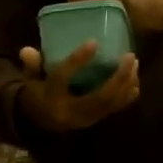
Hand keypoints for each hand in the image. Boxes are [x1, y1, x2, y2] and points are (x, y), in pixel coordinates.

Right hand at [16, 43, 138, 132]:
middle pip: (99, 96)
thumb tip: (27, 50)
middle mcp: (70, 111)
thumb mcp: (30, 78)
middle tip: (129, 56)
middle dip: (117, 77)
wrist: (40, 121)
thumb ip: (31, 65)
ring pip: (110, 104)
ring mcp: (85, 119)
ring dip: (125, 84)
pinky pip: (113, 109)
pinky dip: (126, 96)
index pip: (63, 78)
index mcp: (51, 97)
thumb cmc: (38, 93)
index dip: (77, 60)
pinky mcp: (94, 120)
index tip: (94, 42)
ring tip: (134, 63)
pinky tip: (135, 81)